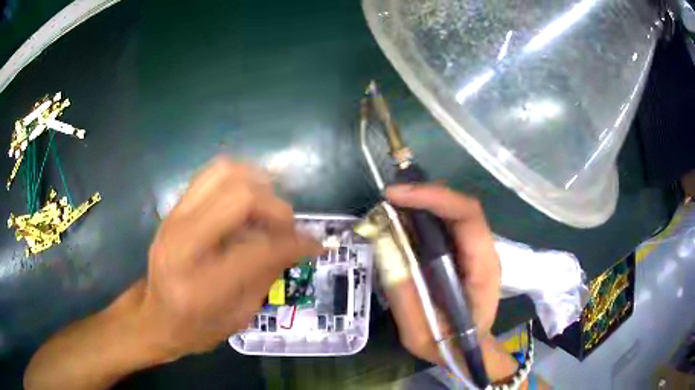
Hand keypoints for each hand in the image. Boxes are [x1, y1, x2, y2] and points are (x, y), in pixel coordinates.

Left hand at [137, 158, 321, 359]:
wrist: (155, 317)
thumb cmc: (198, 329)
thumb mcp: (241, 315)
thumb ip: (268, 274)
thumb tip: (298, 243)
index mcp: (201, 286)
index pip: (259, 249)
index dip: (295, 243)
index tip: (315, 245)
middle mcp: (183, 244)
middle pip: (240, 197)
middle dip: (277, 208)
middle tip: (289, 227)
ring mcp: (173, 220)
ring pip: (225, 173)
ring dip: (258, 185)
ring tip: (269, 210)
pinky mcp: (173, 209)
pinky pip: (211, 174)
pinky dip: (238, 178)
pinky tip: (249, 199)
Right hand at [384, 184, 500, 364]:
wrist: (468, 350)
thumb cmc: (449, 346)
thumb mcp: (420, 334)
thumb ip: (404, 298)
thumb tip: (384, 251)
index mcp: (483, 271)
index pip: (468, 217)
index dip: (434, 198)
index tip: (395, 196)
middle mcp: (484, 253)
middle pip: (462, 207)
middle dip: (425, 195)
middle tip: (388, 198)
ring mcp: (476, 251)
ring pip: (454, 211)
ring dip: (424, 203)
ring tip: (391, 208)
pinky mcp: (465, 252)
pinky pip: (447, 224)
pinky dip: (424, 216)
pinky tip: (403, 221)